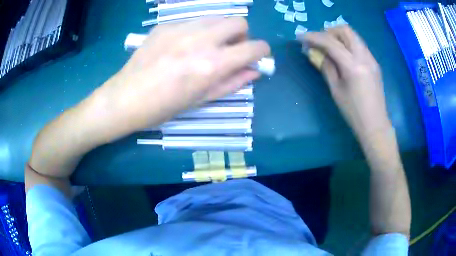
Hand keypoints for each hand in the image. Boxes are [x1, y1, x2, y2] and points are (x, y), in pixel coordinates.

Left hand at [92, 17, 269, 132]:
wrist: (125, 98)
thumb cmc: (164, 107)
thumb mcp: (202, 100)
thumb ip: (233, 82)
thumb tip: (255, 71)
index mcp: (212, 64)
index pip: (254, 47)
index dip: (262, 51)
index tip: (258, 56)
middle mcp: (200, 40)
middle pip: (238, 22)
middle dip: (241, 35)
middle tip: (229, 49)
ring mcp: (181, 29)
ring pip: (216, 18)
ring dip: (219, 31)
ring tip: (205, 46)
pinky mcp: (165, 25)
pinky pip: (192, 21)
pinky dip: (196, 31)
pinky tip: (181, 45)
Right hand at [297, 25, 390, 140]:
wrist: (375, 125)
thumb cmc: (353, 112)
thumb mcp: (336, 90)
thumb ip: (325, 66)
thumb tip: (313, 52)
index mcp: (353, 66)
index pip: (330, 42)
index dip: (313, 37)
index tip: (300, 37)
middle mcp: (364, 57)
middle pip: (345, 30)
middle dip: (329, 31)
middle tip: (319, 42)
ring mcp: (371, 58)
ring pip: (353, 35)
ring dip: (339, 36)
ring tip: (329, 48)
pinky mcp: (374, 63)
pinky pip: (359, 45)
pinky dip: (347, 44)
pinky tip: (343, 56)